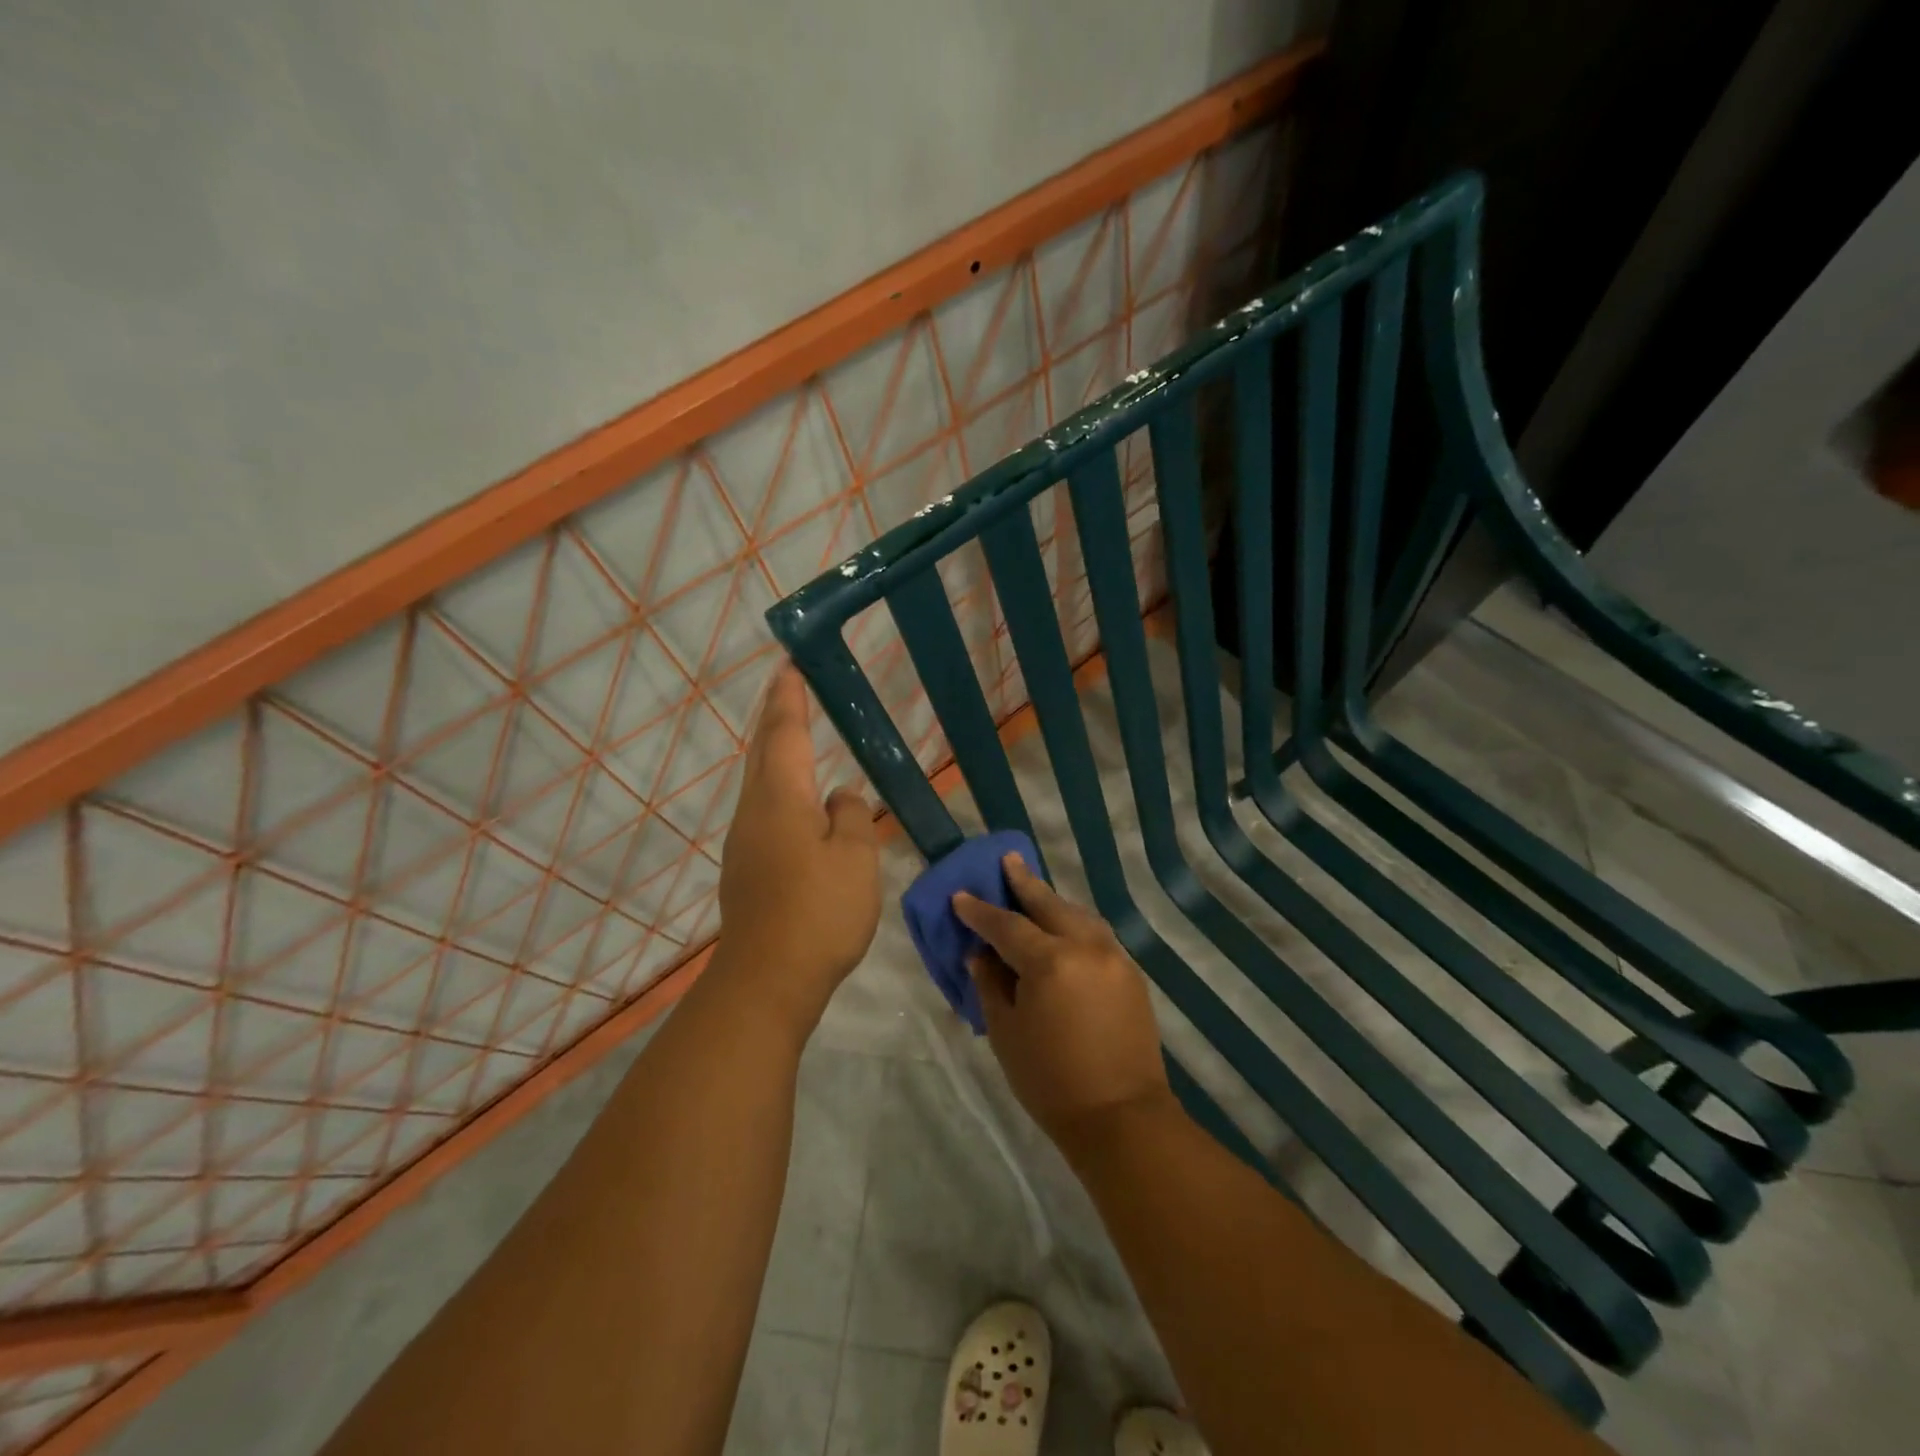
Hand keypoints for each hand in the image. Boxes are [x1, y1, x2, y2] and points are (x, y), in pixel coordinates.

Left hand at [716, 664, 880, 1028]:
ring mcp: (745, 842)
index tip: (791, 664)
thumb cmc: (818, 911)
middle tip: (787, 686)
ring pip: (760, 782)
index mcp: (781, 798)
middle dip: (774, 716)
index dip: (789, 697)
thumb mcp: (855, 857)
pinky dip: (779, 787)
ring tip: (793, 734)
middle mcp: (754, 811)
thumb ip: (851, 816)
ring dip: (774, 751)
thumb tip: (839, 796)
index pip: (785, 732)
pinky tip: (798, 802)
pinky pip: (764, 810)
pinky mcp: (747, 869)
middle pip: (763, 751)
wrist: (767, 980)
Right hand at [954, 855, 1171, 1146]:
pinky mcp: (1131, 973)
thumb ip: (991, 985)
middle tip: (1008, 861)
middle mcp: (1085, 947)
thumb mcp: (1006, 1033)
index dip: (980, 911)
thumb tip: (981, 955)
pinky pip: (1097, 935)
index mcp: (1050, 961)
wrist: (1121, 1117)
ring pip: (1078, 915)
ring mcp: (1113, 957)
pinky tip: (1064, 929)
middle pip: (1049, 905)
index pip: (1006, 925)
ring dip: (1053, 902)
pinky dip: (1075, 925)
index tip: (961, 896)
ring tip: (1034, 891)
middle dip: (1024, 883)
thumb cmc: (1050, 1081)